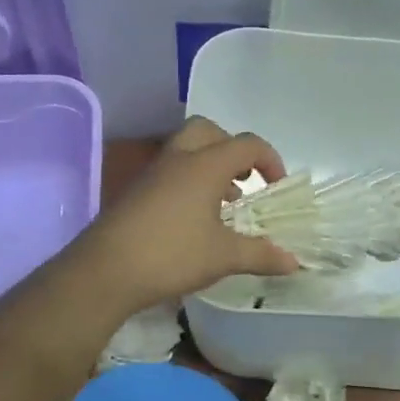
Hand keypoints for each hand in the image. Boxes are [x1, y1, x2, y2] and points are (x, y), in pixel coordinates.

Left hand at [76, 118, 299, 312]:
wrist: (105, 270)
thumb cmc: (172, 255)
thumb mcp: (223, 257)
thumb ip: (261, 255)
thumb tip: (294, 262)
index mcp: (204, 165)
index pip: (246, 144)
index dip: (269, 159)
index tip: (276, 187)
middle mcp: (178, 159)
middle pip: (208, 131)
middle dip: (231, 148)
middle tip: (244, 178)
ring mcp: (152, 174)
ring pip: (185, 150)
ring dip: (209, 165)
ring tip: (223, 202)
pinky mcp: (135, 191)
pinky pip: (169, 171)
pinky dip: (188, 181)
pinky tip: (194, 219)